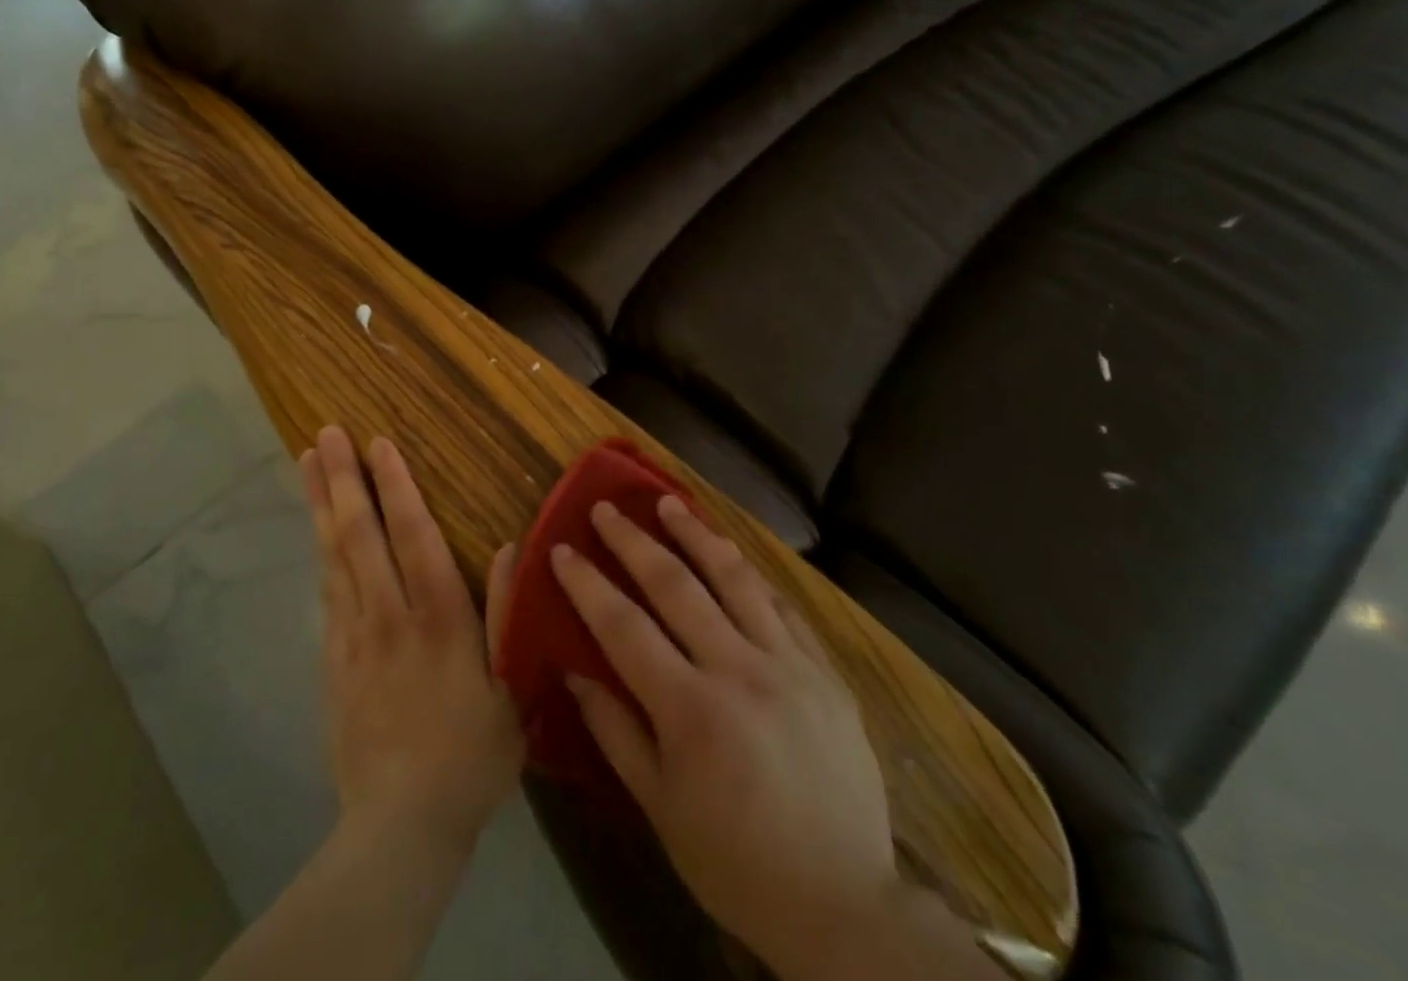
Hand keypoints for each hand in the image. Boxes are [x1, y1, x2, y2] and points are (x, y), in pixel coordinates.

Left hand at [301, 427, 522, 851]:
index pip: (413, 534)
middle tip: (325, 434)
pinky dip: (320, 552)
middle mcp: (390, 613)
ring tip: (308, 462)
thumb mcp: (511, 688)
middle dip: (344, 479)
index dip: (396, 485)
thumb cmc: (470, 754)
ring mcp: (354, 635)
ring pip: (335, 555)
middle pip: (361, 534)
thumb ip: (506, 612)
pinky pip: (326, 592)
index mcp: (438, 616)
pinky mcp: (333, 660)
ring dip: (323, 504)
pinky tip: (316, 528)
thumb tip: (507, 546)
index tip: (378, 443)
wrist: (401, 825)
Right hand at [551, 493, 898, 970]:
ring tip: (666, 502)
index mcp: (691, 710)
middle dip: (633, 541)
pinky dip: (747, 573)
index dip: (587, 583)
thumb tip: (573, 668)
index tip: (561, 550)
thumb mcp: (660, 807)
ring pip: (734, 578)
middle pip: (675, 585)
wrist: (845, 906)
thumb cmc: (736, 862)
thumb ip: (614, 729)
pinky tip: (728, 553)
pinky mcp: (823, 669)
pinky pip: (781, 604)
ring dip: (695, 534)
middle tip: (604, 508)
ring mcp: (788, 664)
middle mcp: (738, 670)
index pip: (623, 626)